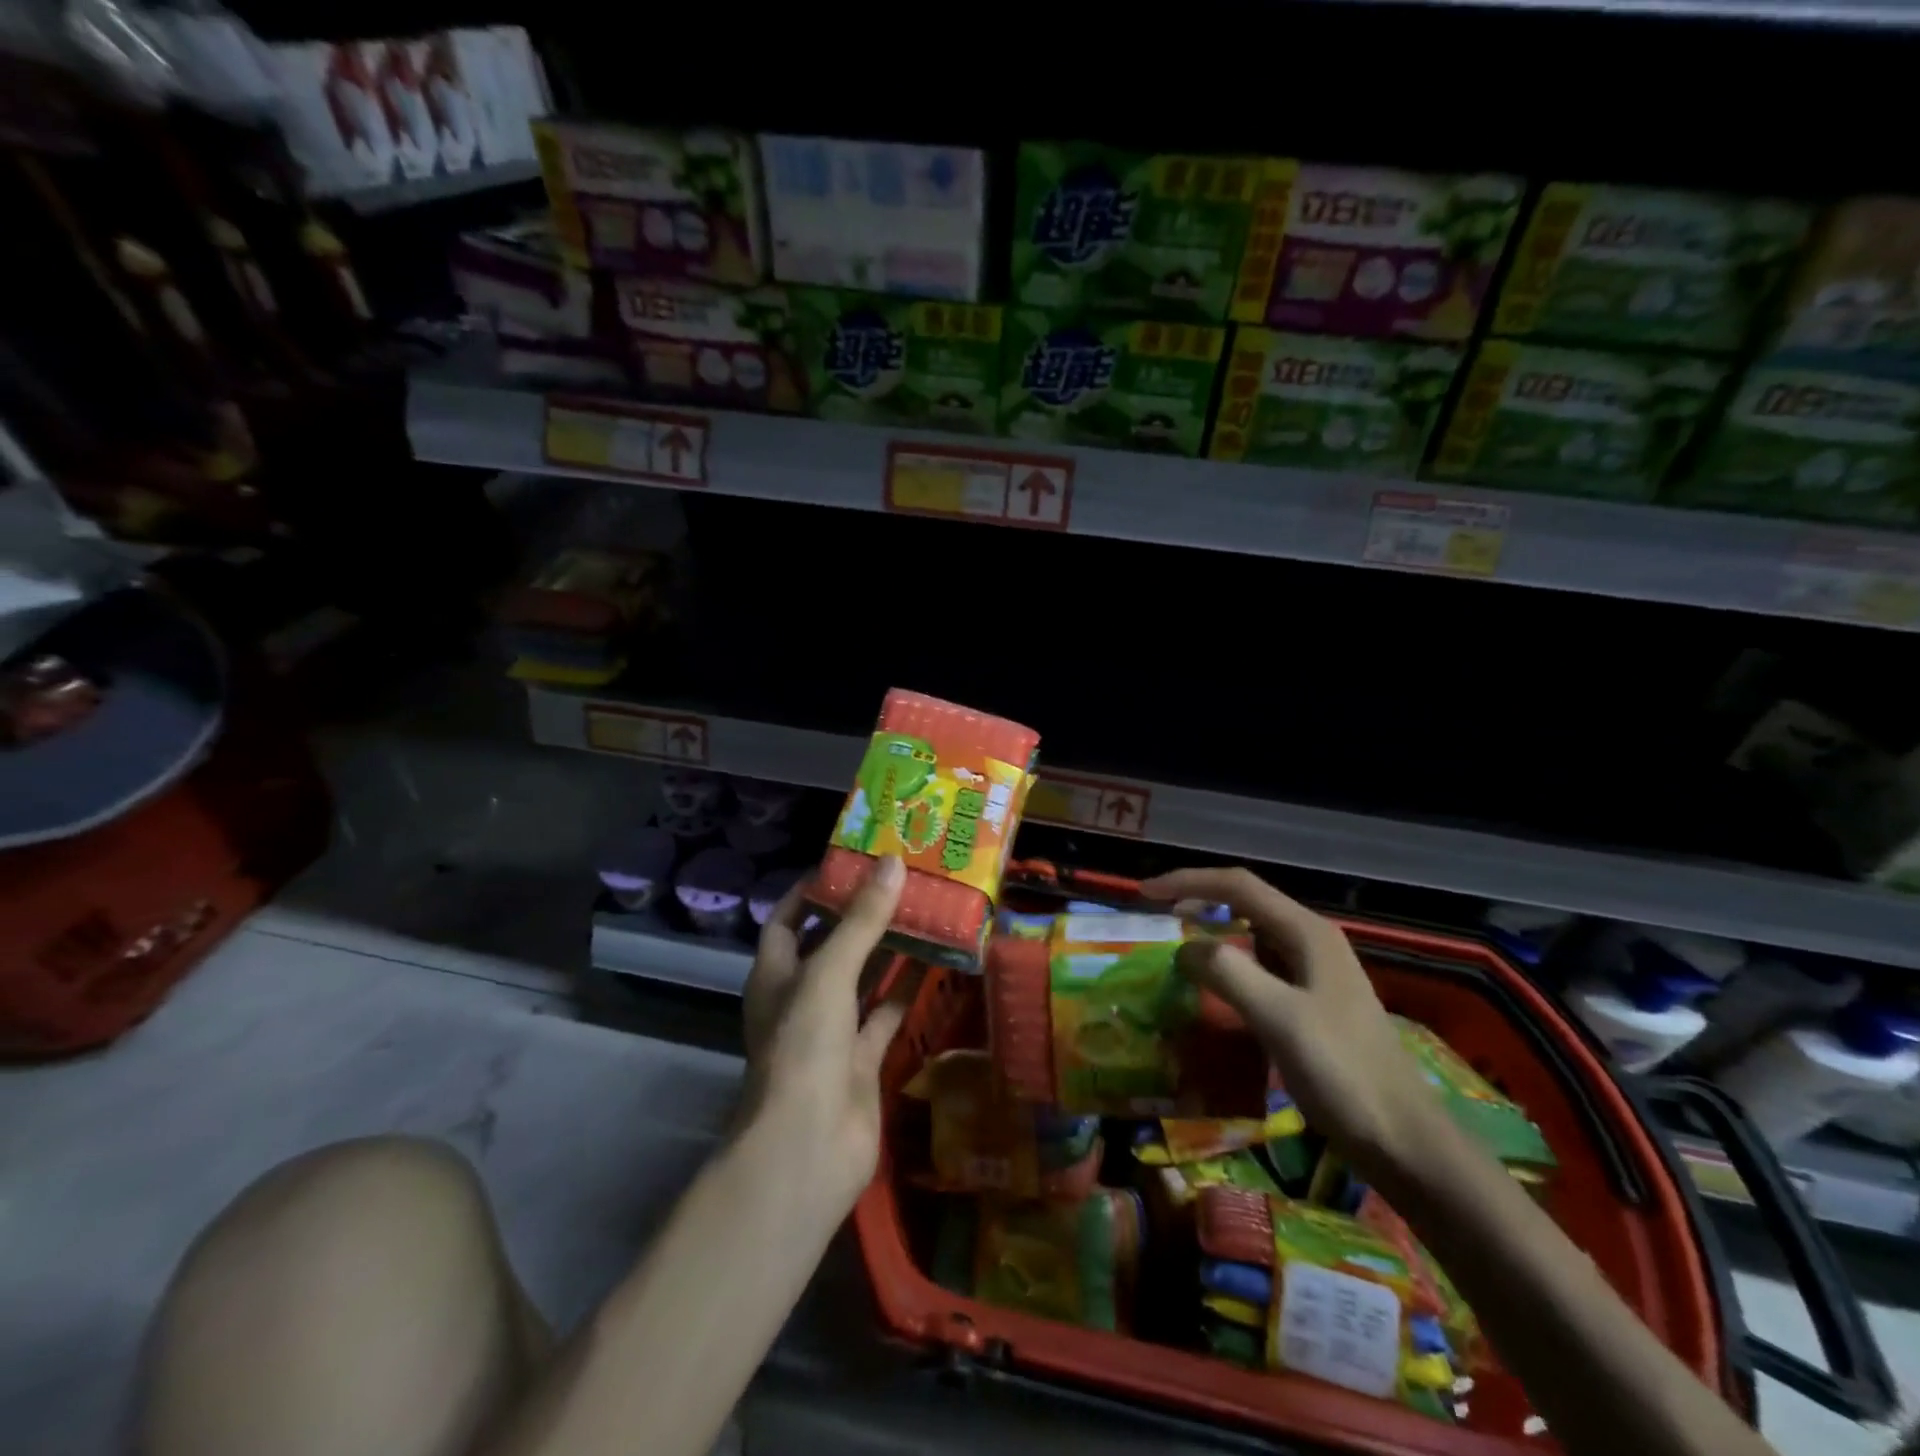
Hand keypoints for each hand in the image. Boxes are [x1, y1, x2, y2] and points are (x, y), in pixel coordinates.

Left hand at [736, 854, 908, 1222]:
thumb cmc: (804, 1045)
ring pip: (864, 979)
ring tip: (925, 912)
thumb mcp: (829, 972)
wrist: (808, 1146)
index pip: (788, 919)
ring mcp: (832, 1031)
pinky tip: (939, 965)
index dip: (812, 891)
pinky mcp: (862, 1059)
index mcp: (776, 974)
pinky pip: (887, 1015)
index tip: (850, 863)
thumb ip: (862, 921)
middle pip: (831, 946)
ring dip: (890, 951)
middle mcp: (801, 998)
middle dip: (860, 916)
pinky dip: (909, 992)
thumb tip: (892, 864)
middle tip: (901, 882)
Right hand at [1142, 866, 1448, 1185]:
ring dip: (1214, 936)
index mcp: (1307, 932)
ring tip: (1178, 951)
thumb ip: (1228, 972)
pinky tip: (1214, 991)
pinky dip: (1230, 968)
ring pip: (1253, 937)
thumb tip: (1184, 948)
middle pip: (1245, 904)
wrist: (1404, 1141)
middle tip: (1157, 919)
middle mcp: (1312, 942)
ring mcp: (1315, 973)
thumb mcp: (1278, 1017)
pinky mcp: (1314, 1003)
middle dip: (1199, 903)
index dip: (1188, 881)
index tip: (1145, 893)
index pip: (1237, 886)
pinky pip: (1261, 969)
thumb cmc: (1343, 1072)